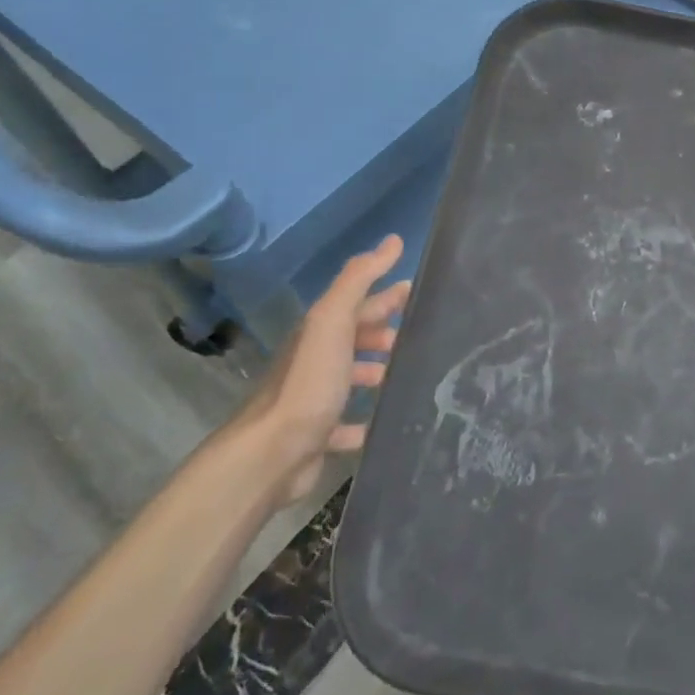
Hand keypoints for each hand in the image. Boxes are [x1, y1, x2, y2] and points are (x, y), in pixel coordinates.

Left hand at [243, 234, 410, 506]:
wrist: (272, 454)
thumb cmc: (309, 382)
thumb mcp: (333, 320)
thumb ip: (359, 279)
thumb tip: (393, 240)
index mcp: (321, 331)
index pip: (360, 303)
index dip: (388, 295)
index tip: (420, 291)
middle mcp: (316, 360)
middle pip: (356, 337)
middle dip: (387, 331)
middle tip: (423, 335)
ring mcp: (316, 399)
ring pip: (353, 378)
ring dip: (379, 371)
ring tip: (411, 375)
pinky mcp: (319, 436)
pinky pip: (349, 424)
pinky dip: (367, 419)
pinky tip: (387, 420)